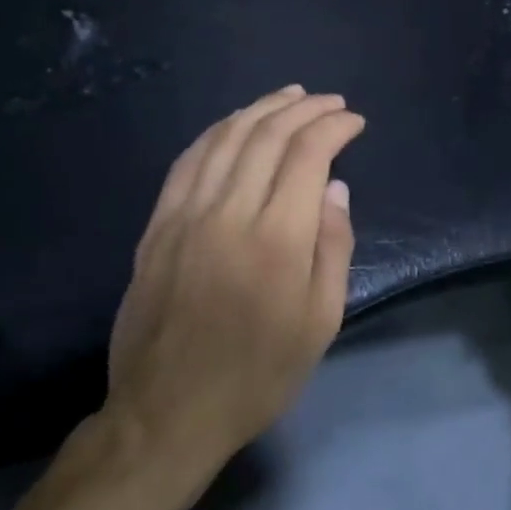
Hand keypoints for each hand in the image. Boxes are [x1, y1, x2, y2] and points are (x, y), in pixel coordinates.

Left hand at [104, 85, 365, 472]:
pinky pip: (188, 161)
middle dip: (304, 109)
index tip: (354, 121)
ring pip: (225, 139)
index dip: (334, 127)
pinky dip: (216, 132)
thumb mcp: (320, 323)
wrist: (167, 413)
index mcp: (276, 239)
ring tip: (289, 96)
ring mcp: (185, 216)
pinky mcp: (156, 227)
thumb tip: (335, 189)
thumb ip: (333, 248)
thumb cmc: (257, 374)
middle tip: (330, 102)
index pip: (308, 155)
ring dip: (261, 109)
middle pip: (267, 136)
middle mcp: (229, 213)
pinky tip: (234, 124)